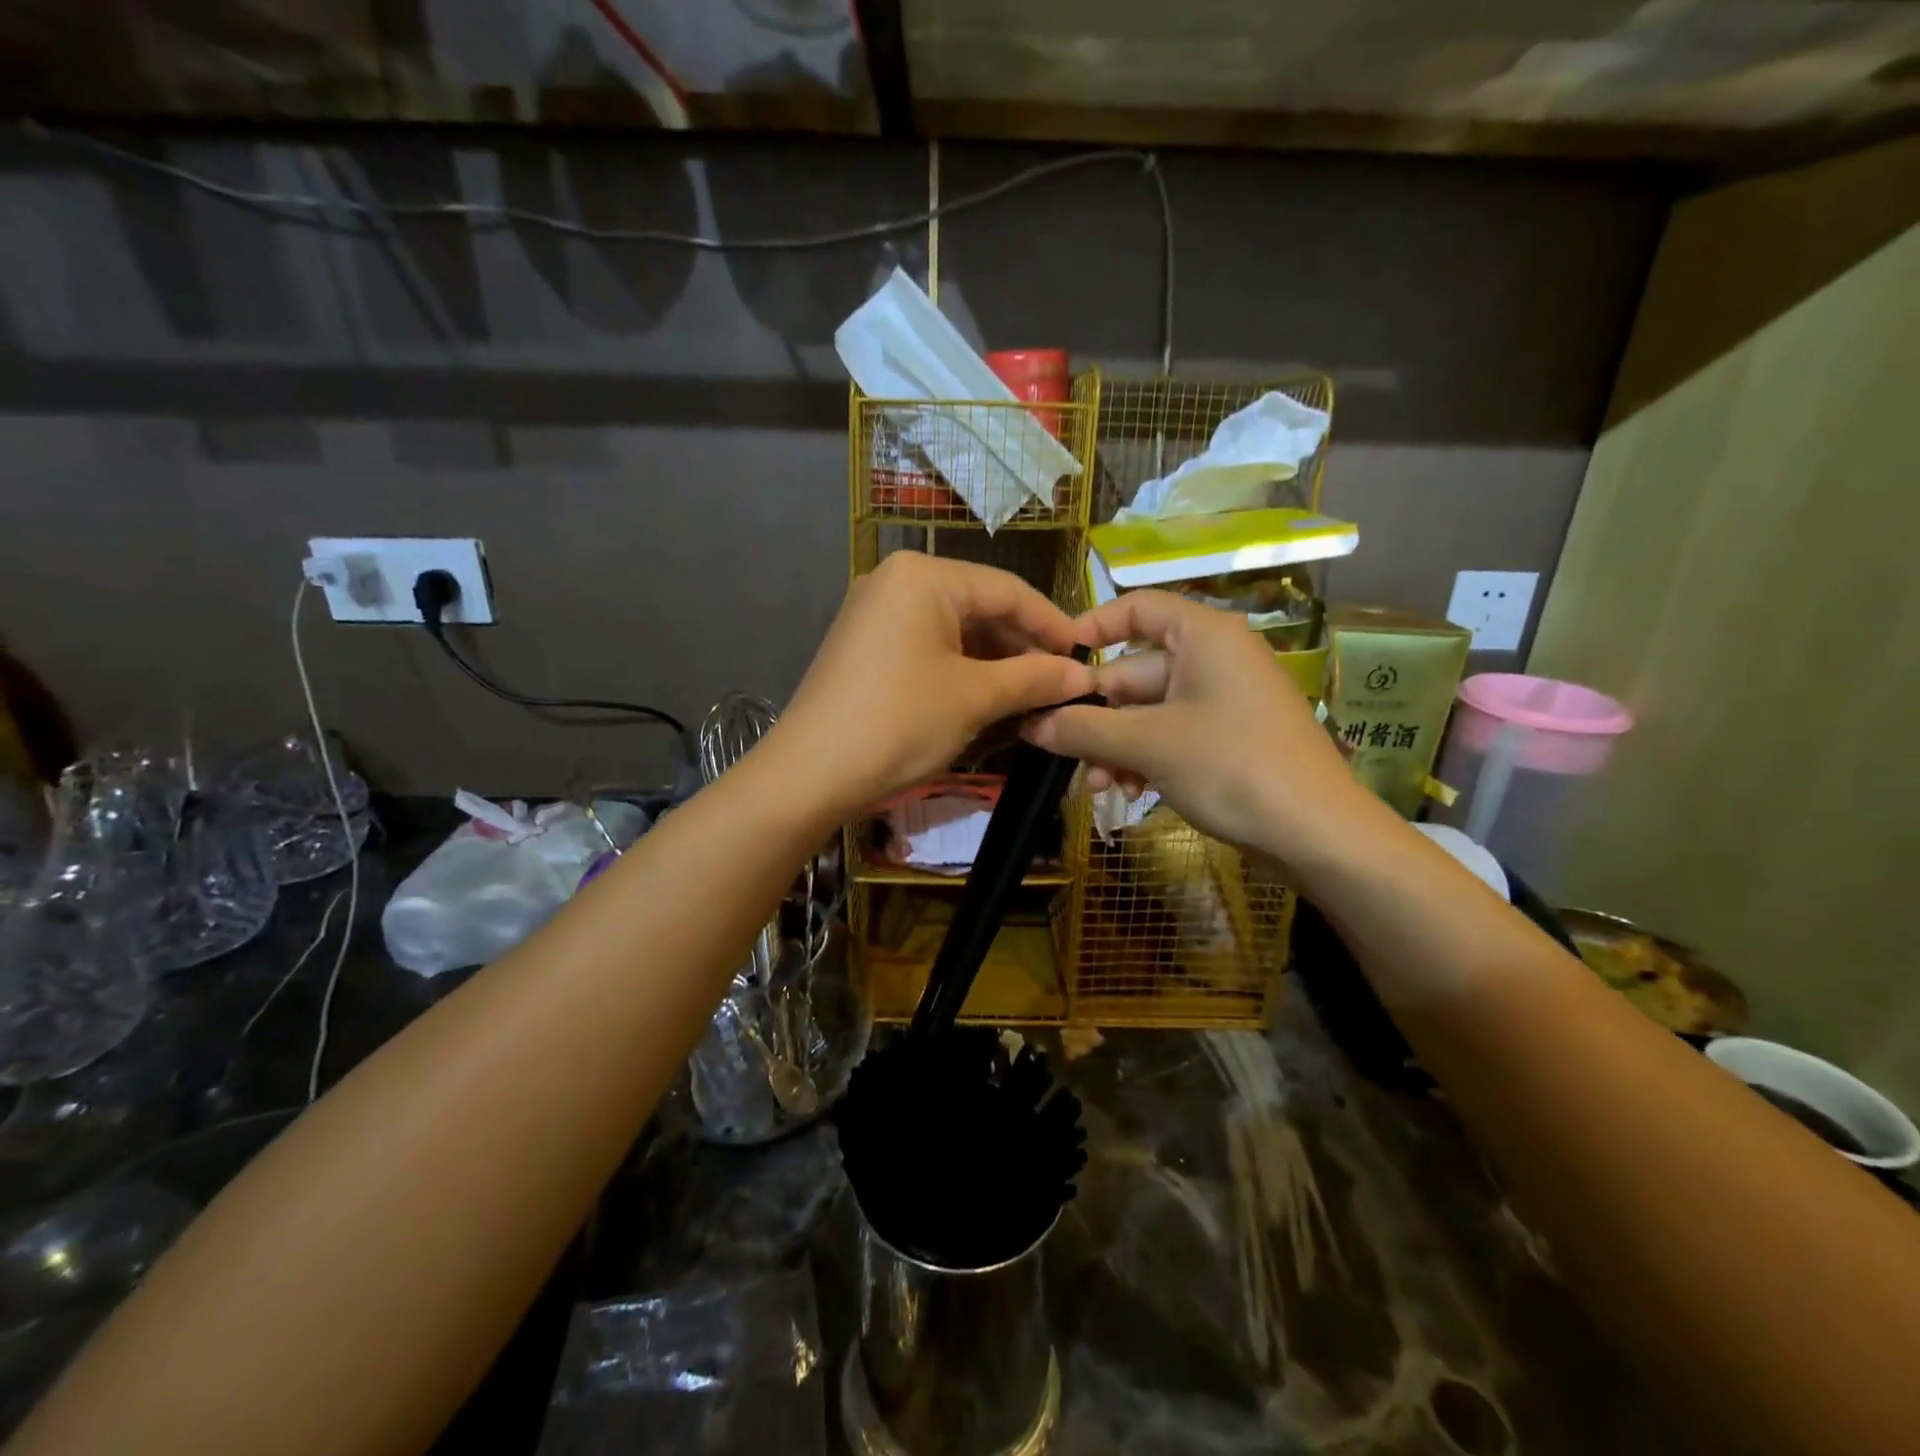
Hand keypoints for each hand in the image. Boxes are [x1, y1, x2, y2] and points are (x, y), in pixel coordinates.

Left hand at [771, 553, 1094, 815]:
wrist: (809, 775)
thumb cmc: (899, 724)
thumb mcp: (974, 699)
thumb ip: (1034, 679)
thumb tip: (1084, 675)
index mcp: (924, 576)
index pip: (1009, 590)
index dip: (1053, 624)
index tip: (1088, 656)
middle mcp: (896, 580)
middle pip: (980, 605)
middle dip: (1023, 646)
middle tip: (1061, 682)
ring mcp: (875, 611)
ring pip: (954, 628)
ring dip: (995, 660)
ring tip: (1031, 694)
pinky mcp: (865, 644)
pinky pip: (927, 644)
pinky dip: (961, 667)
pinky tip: (988, 695)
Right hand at [1023, 590, 1366, 863]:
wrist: (1317, 834)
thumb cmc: (1232, 767)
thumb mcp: (1148, 745)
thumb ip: (1083, 729)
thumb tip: (1030, 723)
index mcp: (1203, 636)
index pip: (1137, 608)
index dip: (1091, 627)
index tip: (1053, 661)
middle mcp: (1213, 659)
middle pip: (1133, 672)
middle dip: (1096, 716)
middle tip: (1060, 750)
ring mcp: (1222, 701)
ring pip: (1147, 712)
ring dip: (1114, 746)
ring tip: (1096, 786)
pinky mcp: (1227, 739)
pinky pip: (1169, 736)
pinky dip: (1143, 759)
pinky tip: (1126, 792)